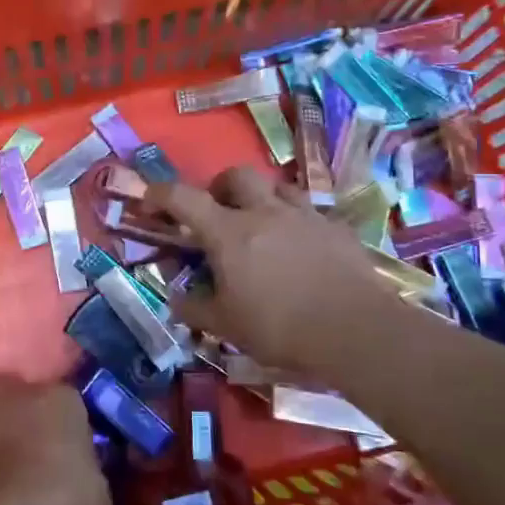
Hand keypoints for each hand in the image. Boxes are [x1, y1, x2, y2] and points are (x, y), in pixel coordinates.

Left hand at [0, 375, 112, 504]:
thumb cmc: (66, 498)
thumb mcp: (99, 500)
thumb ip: (91, 486)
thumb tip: (89, 496)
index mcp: (60, 399)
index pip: (67, 401)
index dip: (68, 425)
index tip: (72, 452)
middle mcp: (16, 398)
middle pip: (14, 394)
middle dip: (19, 413)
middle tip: (31, 447)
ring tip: (9, 480)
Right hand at [147, 166, 415, 373]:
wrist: (355, 330)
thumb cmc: (280, 327)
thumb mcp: (227, 326)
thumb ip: (195, 309)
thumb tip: (175, 300)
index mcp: (229, 232)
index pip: (184, 198)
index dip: (160, 193)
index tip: (149, 199)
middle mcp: (265, 212)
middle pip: (236, 175)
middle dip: (220, 185)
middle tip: (217, 210)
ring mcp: (304, 216)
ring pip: (277, 186)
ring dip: (262, 197)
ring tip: (261, 223)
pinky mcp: (336, 229)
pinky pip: (310, 212)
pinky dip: (297, 222)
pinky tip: (301, 247)